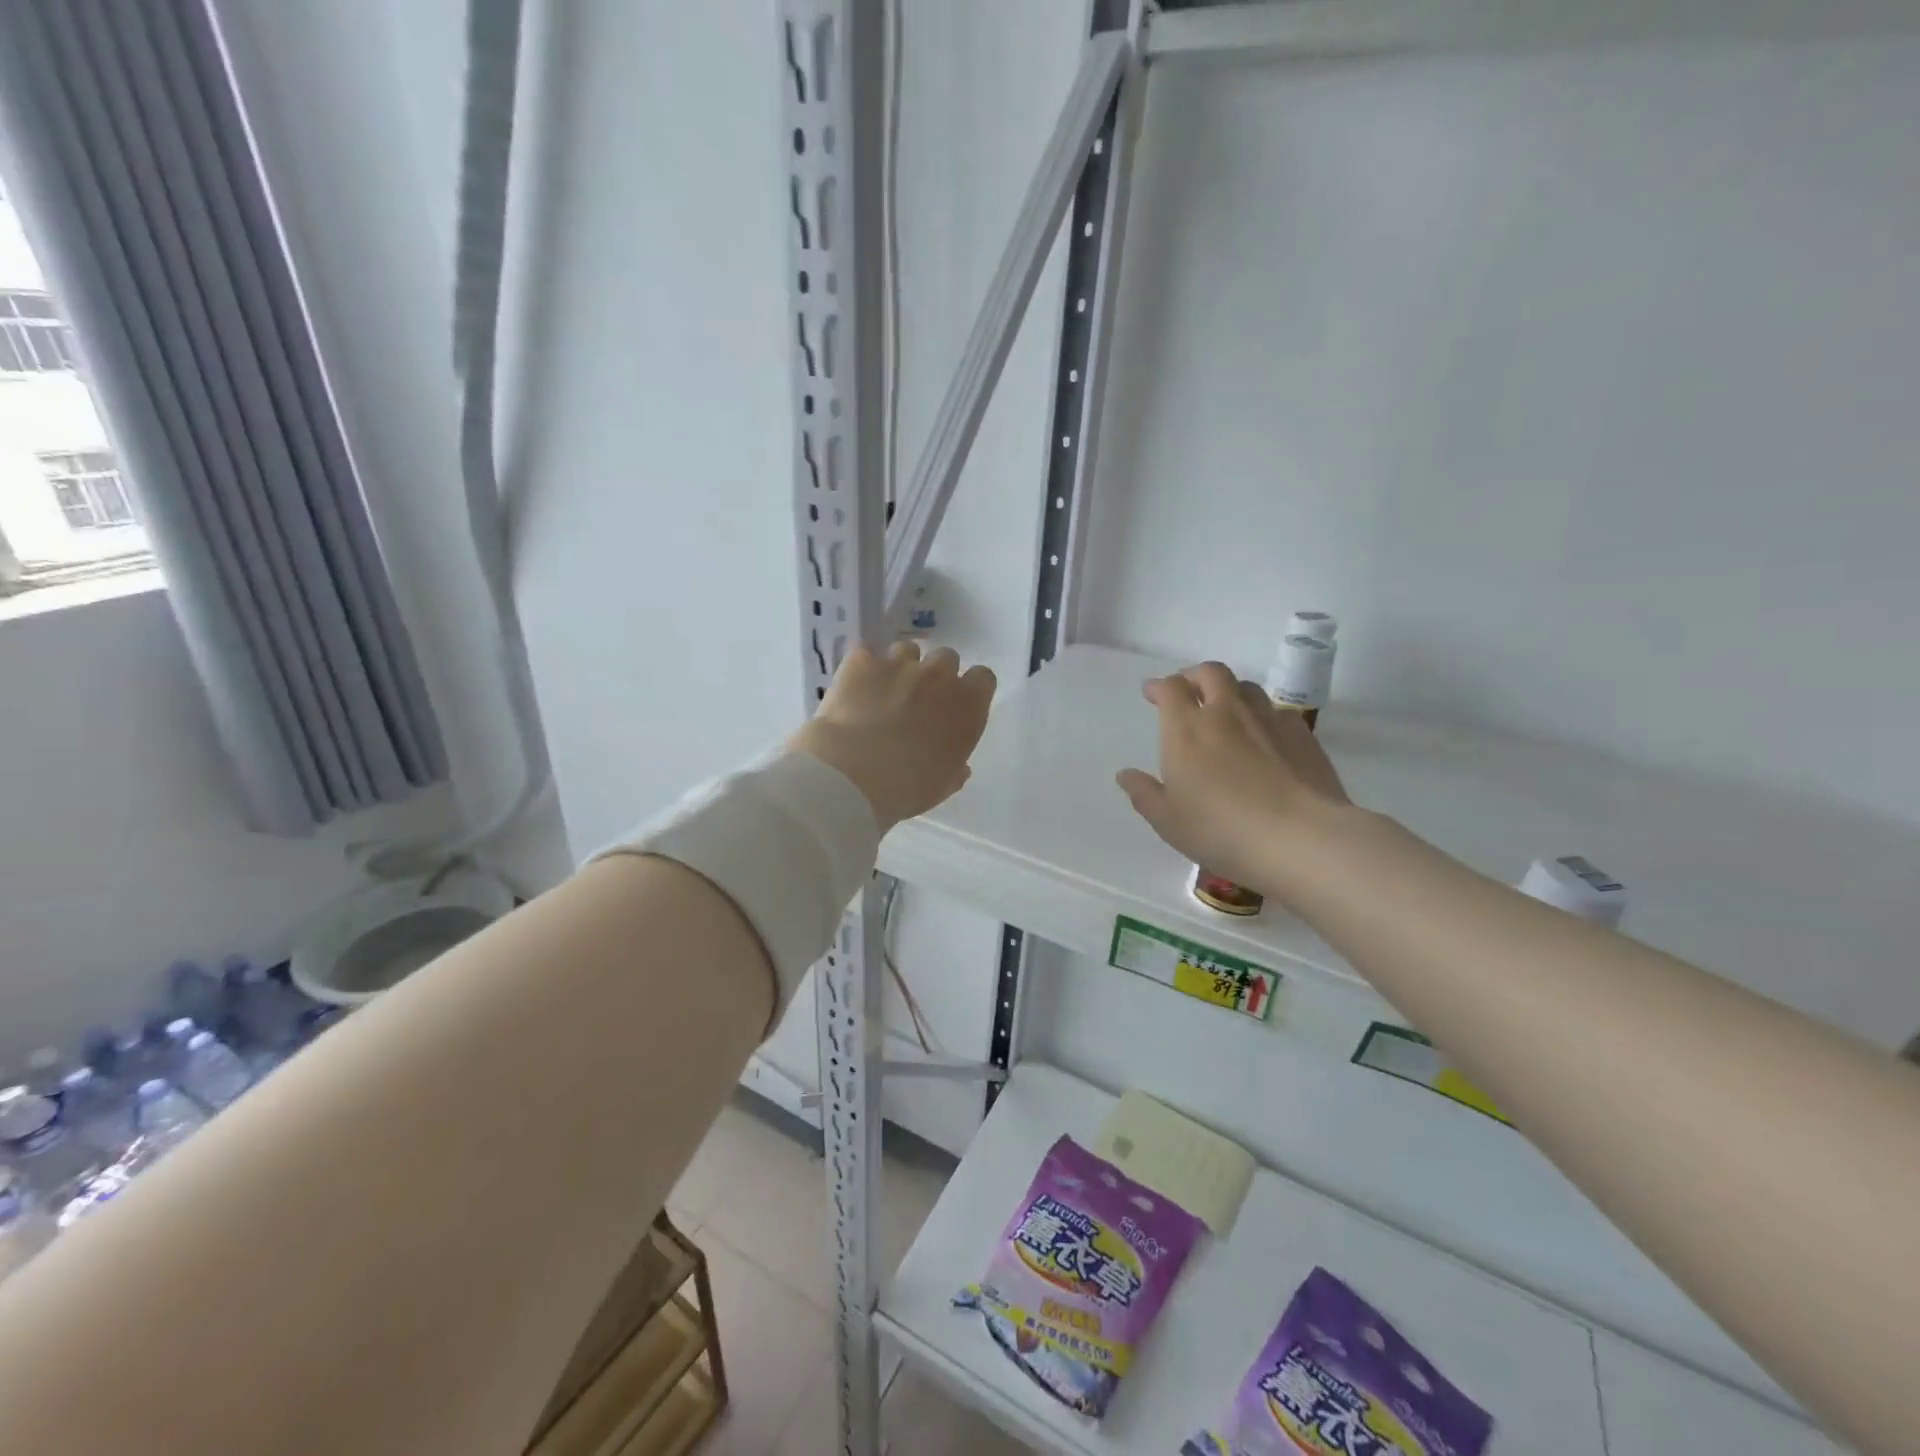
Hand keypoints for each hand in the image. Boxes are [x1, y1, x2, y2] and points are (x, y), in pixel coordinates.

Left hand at [788, 641, 996, 833]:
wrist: (852, 775)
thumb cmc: (907, 787)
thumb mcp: (943, 786)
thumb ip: (955, 768)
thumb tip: (959, 766)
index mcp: (967, 706)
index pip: (983, 678)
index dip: (970, 689)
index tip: (957, 705)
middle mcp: (938, 676)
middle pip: (946, 658)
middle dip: (935, 675)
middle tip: (918, 701)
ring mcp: (899, 663)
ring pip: (907, 650)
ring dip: (901, 667)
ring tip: (883, 692)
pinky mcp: (862, 661)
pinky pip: (867, 653)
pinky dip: (863, 668)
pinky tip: (854, 687)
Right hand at [1117, 662, 1351, 897]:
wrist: (1300, 838)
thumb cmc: (1221, 830)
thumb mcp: (1168, 820)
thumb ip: (1144, 794)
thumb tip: (1125, 775)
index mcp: (1187, 729)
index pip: (1171, 688)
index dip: (1160, 686)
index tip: (1152, 693)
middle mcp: (1226, 713)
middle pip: (1211, 673)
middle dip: (1194, 675)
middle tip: (1188, 690)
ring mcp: (1268, 720)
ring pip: (1246, 687)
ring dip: (1230, 691)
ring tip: (1225, 709)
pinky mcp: (1301, 735)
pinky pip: (1277, 711)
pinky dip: (1263, 715)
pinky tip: (1264, 735)